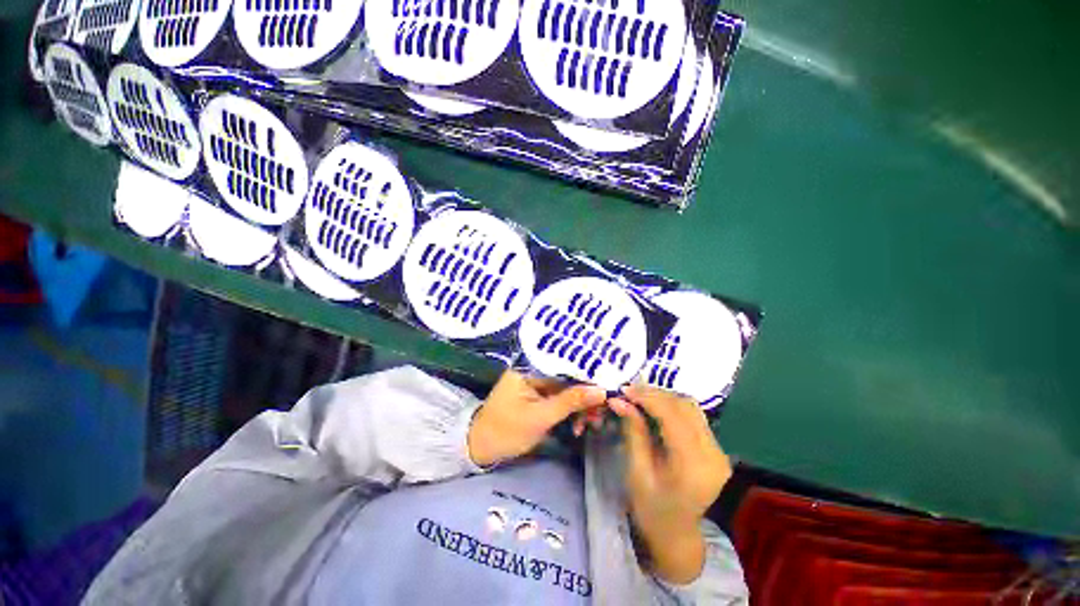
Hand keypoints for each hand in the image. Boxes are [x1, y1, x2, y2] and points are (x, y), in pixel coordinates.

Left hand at [468, 370, 606, 467]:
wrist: (481, 449)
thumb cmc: (507, 431)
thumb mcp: (541, 417)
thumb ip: (571, 402)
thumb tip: (602, 390)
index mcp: (528, 369)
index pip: (566, 366)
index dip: (589, 376)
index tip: (609, 388)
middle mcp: (532, 373)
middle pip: (569, 379)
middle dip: (587, 397)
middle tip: (601, 414)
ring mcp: (535, 388)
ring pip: (568, 393)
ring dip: (581, 408)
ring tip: (591, 425)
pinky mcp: (537, 402)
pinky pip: (561, 403)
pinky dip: (571, 414)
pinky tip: (578, 429)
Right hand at [609, 384, 732, 584]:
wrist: (676, 534)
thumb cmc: (651, 511)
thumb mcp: (637, 475)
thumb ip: (634, 435)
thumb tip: (622, 401)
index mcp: (692, 464)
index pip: (674, 416)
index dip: (649, 397)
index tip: (624, 389)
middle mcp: (713, 453)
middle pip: (688, 409)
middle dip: (657, 395)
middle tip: (630, 391)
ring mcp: (719, 451)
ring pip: (695, 412)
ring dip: (668, 401)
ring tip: (641, 398)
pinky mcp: (719, 451)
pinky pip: (698, 423)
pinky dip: (677, 413)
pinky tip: (658, 412)